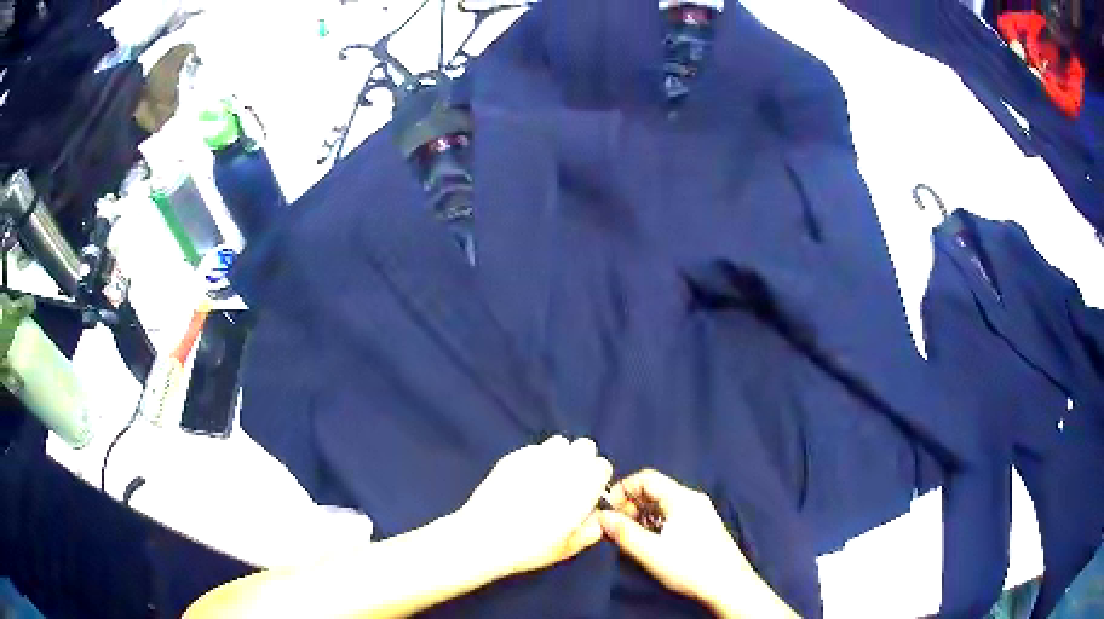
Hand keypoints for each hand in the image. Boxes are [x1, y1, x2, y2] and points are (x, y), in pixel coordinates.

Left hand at [457, 436, 612, 578]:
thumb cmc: (530, 547)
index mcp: (584, 485)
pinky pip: (534, 449)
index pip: (603, 465)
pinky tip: (524, 480)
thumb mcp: (569, 547)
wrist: (485, 537)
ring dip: (559, 456)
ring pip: (559, 443)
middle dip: (581, 461)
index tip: (588, 493)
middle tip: (569, 484)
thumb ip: (591, 530)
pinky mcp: (513, 456)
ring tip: (548, 478)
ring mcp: (537, 457)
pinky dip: (535, 460)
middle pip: (585, 447)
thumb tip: (595, 517)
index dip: (597, 479)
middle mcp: (564, 465)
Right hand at [598, 469, 794, 617]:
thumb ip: (624, 532)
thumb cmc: (691, 567)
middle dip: (630, 505)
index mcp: (682, 498)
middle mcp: (692, 499)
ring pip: (662, 504)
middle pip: (654, 490)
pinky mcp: (703, 526)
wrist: (728, 585)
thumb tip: (601, 517)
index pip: (646, 478)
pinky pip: (673, 515)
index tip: (607, 510)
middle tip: (616, 527)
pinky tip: (650, 543)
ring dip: (642, 516)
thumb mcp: (651, 552)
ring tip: (630, 538)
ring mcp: (700, 512)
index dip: (622, 489)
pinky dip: (656, 523)